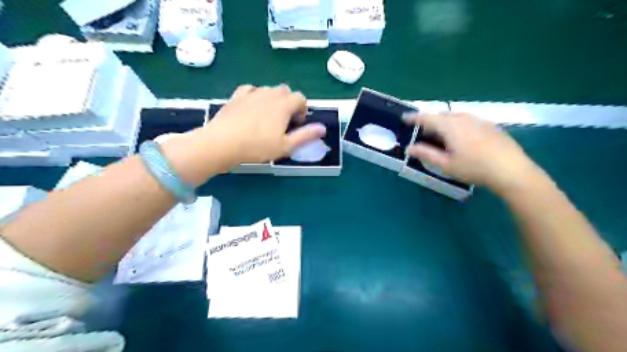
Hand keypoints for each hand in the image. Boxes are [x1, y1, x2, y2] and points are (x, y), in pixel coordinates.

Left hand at [209, 84, 327, 163]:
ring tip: (268, 117)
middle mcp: (270, 94)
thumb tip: (323, 128)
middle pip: (286, 91)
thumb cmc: (257, 147)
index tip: (297, 124)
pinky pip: (251, 90)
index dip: (303, 110)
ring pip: (269, 90)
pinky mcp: (236, 96)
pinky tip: (252, 107)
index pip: (300, 98)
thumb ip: (306, 136)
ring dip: (274, 100)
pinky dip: (256, 96)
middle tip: (284, 122)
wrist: (223, 143)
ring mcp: (252, 93)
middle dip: (289, 103)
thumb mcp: (285, 146)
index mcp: (283, 105)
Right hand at [405, 113, 541, 193]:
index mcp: (450, 126)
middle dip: (430, 121)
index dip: (414, 117)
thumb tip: (408, 148)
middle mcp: (464, 118)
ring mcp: (479, 120)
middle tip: (423, 132)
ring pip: (456, 116)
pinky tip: (461, 137)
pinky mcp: (490, 125)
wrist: (511, 170)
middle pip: (442, 115)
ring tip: (440, 134)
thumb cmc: (474, 168)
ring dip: (444, 122)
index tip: (404, 118)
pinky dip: (457, 124)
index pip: (427, 117)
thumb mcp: (446, 164)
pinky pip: (467, 120)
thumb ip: (425, 154)